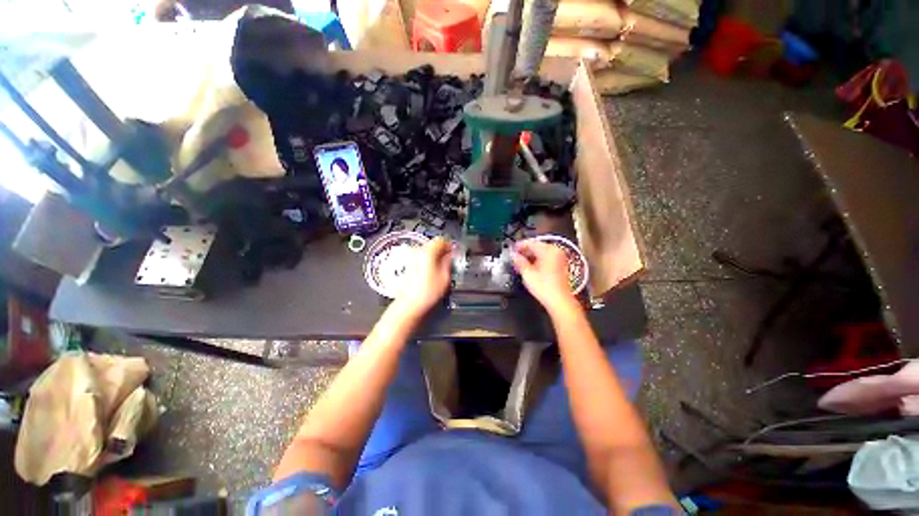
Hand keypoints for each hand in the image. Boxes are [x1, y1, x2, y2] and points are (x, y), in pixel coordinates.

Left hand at [392, 237, 452, 316]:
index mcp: (428, 251)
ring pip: (427, 252)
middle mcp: (417, 251)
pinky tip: (432, 274)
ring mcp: (411, 258)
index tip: (456, 253)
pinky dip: (428, 263)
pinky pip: (421, 259)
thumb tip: (452, 255)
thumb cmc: (427, 293)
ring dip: (435, 257)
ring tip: (442, 270)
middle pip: (433, 245)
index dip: (450, 246)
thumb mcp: (445, 277)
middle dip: (442, 252)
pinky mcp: (407, 266)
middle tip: (450, 262)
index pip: (441, 240)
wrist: (409, 305)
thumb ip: (449, 262)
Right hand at [511, 239, 577, 313]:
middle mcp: (556, 251)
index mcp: (548, 250)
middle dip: (525, 251)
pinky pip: (547, 258)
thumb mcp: (527, 273)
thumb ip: (519, 261)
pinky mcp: (561, 265)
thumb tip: (513, 256)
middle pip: (537, 246)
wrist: (560, 301)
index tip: (512, 249)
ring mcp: (560, 258)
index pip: (531, 242)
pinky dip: (538, 260)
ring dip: (531, 256)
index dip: (519, 245)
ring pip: (542, 252)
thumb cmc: (546, 288)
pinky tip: (531, 267)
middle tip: (515, 256)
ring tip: (521, 262)